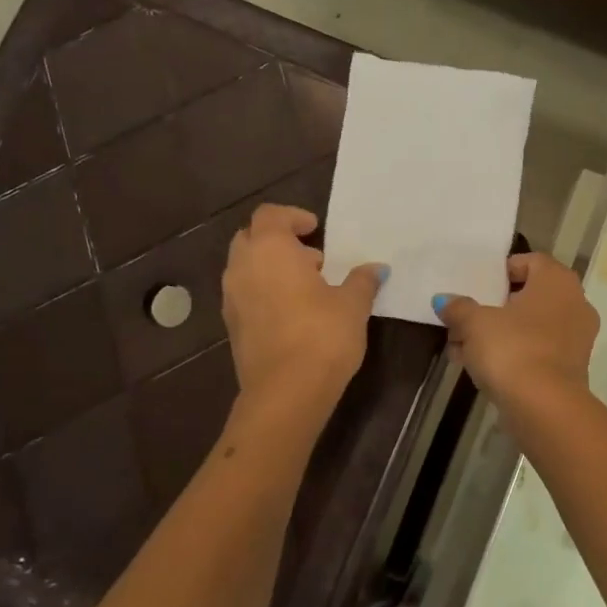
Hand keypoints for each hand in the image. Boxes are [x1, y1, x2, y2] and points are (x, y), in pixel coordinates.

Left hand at [222, 205, 385, 412]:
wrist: (285, 392)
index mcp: (270, 250)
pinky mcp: (231, 327)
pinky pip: (245, 295)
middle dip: (278, 242)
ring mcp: (231, 298)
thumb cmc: (322, 336)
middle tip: (311, 259)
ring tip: (305, 288)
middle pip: (251, 238)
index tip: (315, 228)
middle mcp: (242, 267)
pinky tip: (292, 314)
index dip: (293, 216)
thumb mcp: (353, 305)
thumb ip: (361, 281)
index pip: (271, 215)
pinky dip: (263, 293)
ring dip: (270, 269)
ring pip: (245, 268)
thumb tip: (376, 269)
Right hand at [432, 253, 598, 409]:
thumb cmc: (512, 349)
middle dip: (494, 308)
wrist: (545, 407)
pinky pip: (536, 351)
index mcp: (557, 281)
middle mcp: (574, 304)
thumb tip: (444, 301)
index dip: (503, 271)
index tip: (478, 286)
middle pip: (529, 297)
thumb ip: (459, 308)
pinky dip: (513, 354)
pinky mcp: (570, 369)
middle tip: (464, 319)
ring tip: (462, 348)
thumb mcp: (474, 323)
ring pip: (530, 327)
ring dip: (498, 334)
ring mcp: (576, 339)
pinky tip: (480, 368)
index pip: (532, 261)